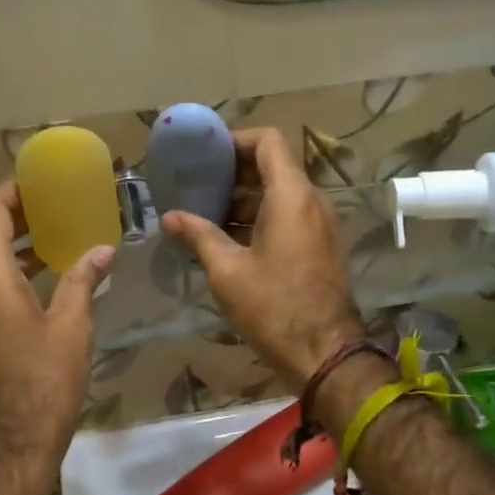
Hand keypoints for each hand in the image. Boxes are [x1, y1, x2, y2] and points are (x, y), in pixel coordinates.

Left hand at [0, 182, 112, 475]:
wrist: (9, 445)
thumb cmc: (43, 382)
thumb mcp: (70, 327)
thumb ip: (81, 281)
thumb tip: (102, 251)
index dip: (12, 189)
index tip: (40, 178)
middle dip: (17, 212)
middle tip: (55, 200)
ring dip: (14, 241)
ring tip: (55, 230)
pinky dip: (12, 267)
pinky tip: (45, 273)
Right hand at [160, 127, 365, 388]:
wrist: (325, 353)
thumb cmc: (273, 307)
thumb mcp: (227, 271)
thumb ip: (198, 235)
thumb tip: (169, 217)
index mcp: (291, 196)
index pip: (268, 141)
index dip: (235, 140)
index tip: (206, 156)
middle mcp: (312, 201)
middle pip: (274, 166)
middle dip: (234, 172)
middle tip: (197, 185)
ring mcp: (321, 224)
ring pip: (281, 193)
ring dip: (246, 198)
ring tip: (206, 214)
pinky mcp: (321, 246)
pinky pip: (290, 216)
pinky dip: (261, 217)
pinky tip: (230, 239)